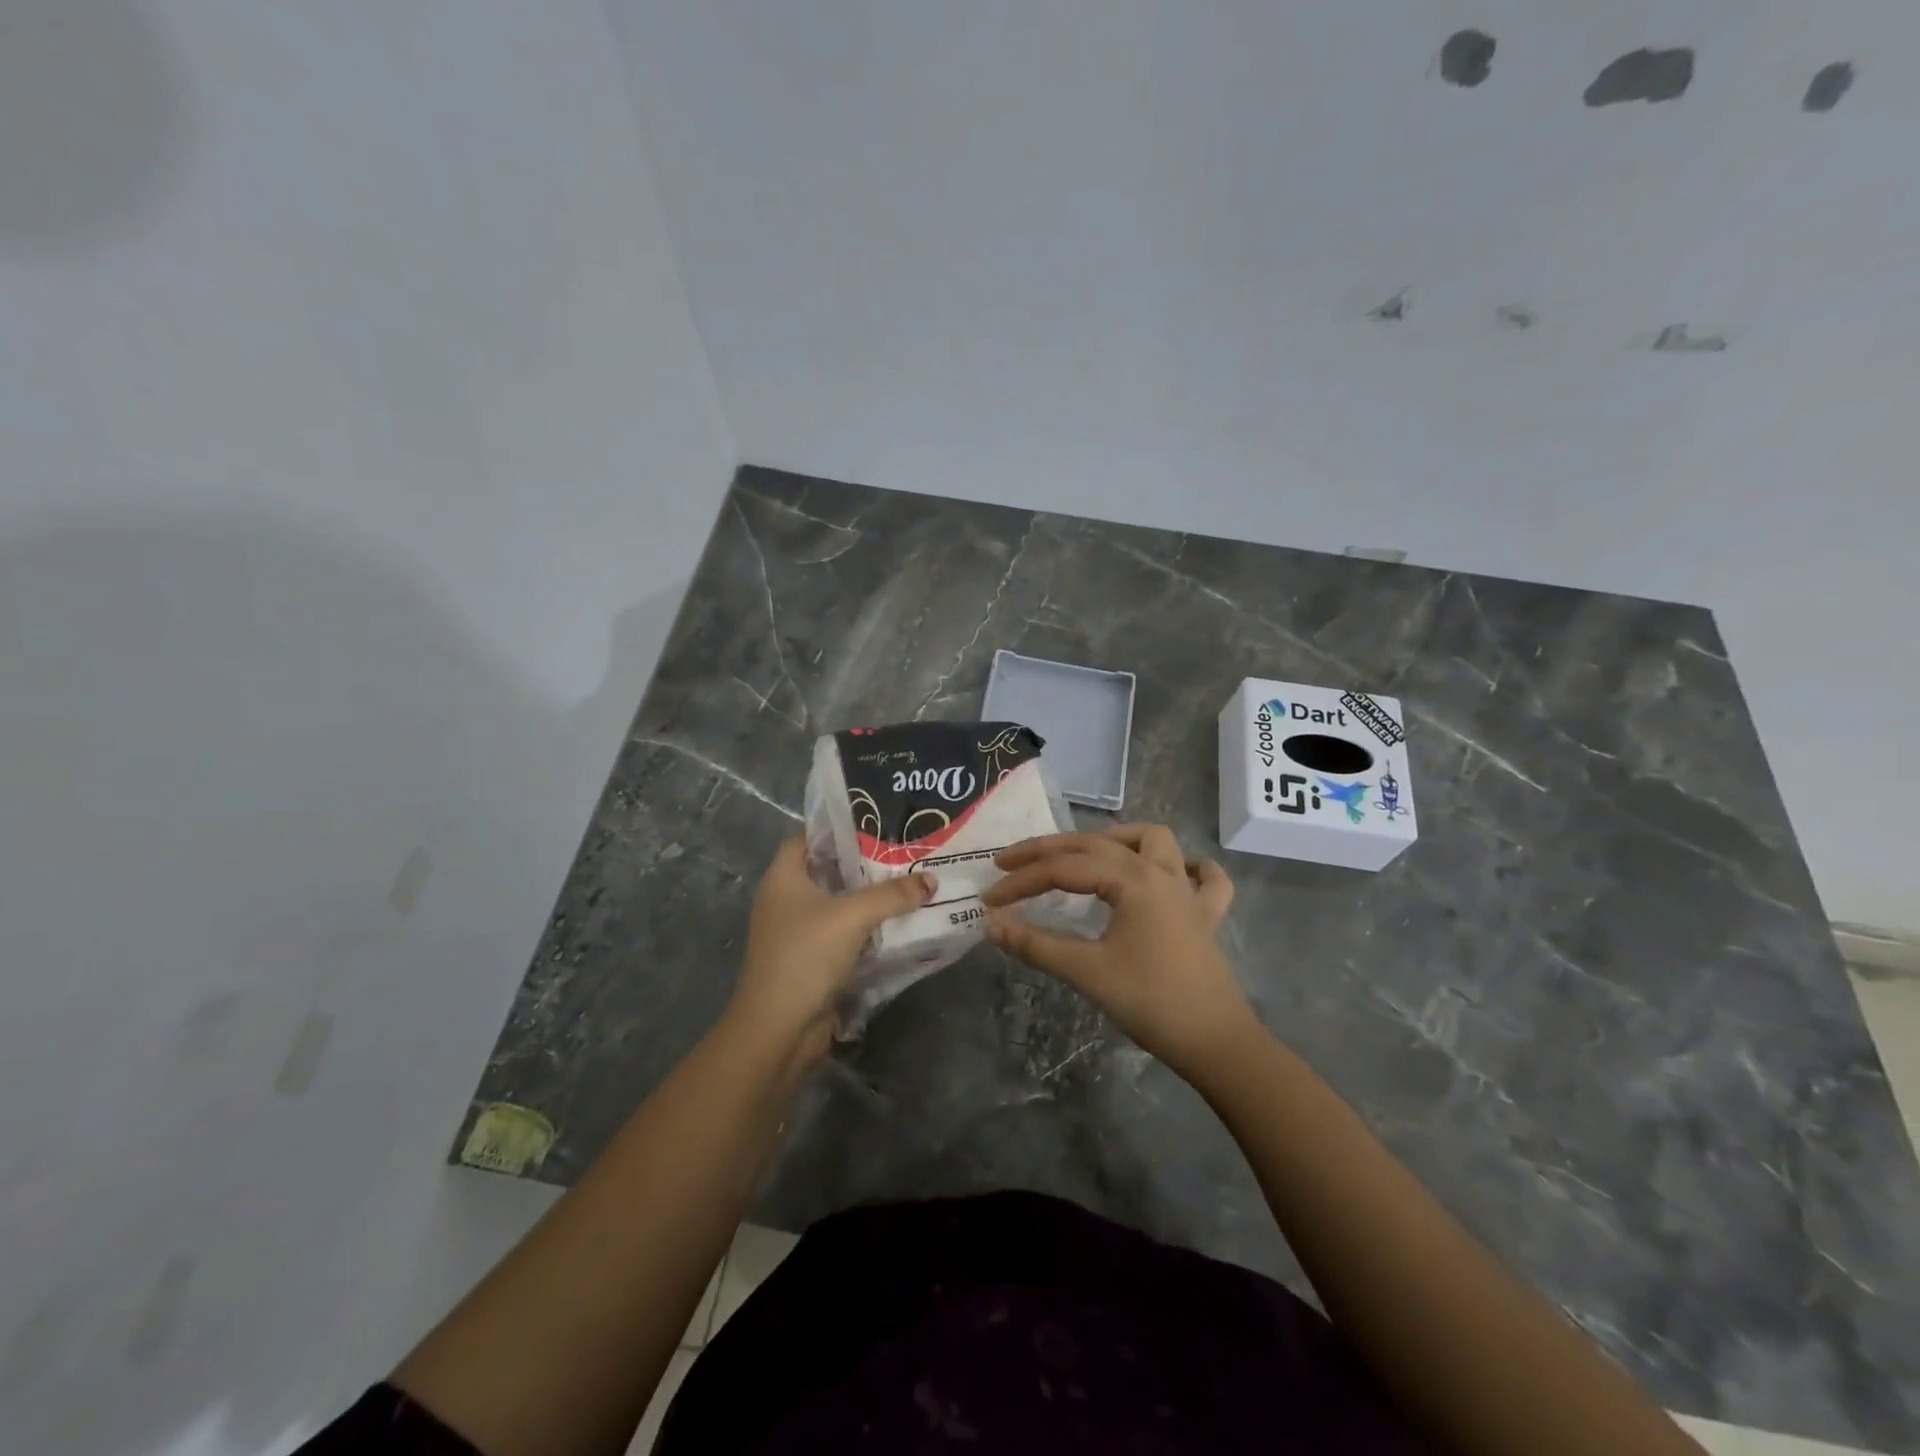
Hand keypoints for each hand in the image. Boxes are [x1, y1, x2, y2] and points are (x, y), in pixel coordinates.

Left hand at [727, 838, 934, 1066]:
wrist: (779, 1029)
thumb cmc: (805, 956)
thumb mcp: (852, 916)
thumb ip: (893, 895)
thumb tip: (931, 879)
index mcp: (783, 878)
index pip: (809, 837)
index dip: (839, 826)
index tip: (877, 820)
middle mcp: (786, 900)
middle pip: (829, 870)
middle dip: (865, 862)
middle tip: (905, 849)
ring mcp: (798, 932)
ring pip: (839, 904)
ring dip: (870, 897)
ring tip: (911, 880)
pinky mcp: (813, 959)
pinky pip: (844, 933)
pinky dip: (868, 927)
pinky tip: (900, 922)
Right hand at [982, 824, 1252, 1078]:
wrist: (1215, 1043)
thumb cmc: (1150, 1003)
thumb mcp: (1086, 972)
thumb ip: (1036, 945)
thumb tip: (992, 925)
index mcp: (1132, 880)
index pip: (1064, 869)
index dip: (1022, 880)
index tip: (989, 898)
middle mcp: (1160, 872)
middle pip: (1096, 845)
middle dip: (1049, 850)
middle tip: (1011, 863)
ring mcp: (1188, 891)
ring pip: (1154, 841)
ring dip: (1118, 840)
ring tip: (1086, 855)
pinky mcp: (1205, 915)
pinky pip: (1205, 877)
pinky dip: (1187, 867)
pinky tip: (1170, 874)